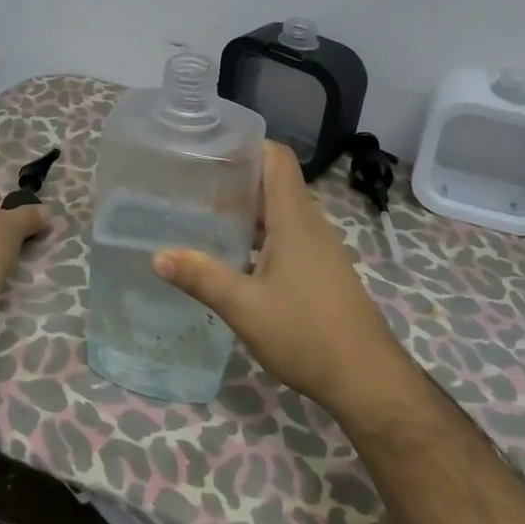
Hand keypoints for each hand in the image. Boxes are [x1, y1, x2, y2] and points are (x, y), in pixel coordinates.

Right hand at [153, 143, 402, 414]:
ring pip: (280, 212)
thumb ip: (201, 278)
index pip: (276, 158)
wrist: (366, 379)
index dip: (247, 145)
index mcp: (294, 219)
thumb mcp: (244, 307)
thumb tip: (157, 256)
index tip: (209, 148)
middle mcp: (309, 224)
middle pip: (274, 182)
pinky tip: (234, 257)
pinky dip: (260, 235)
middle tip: (193, 184)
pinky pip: (287, 236)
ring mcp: (319, 249)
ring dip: (247, 210)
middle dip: (236, 178)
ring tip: (206, 217)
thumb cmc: (305, 333)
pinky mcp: (321, 271)